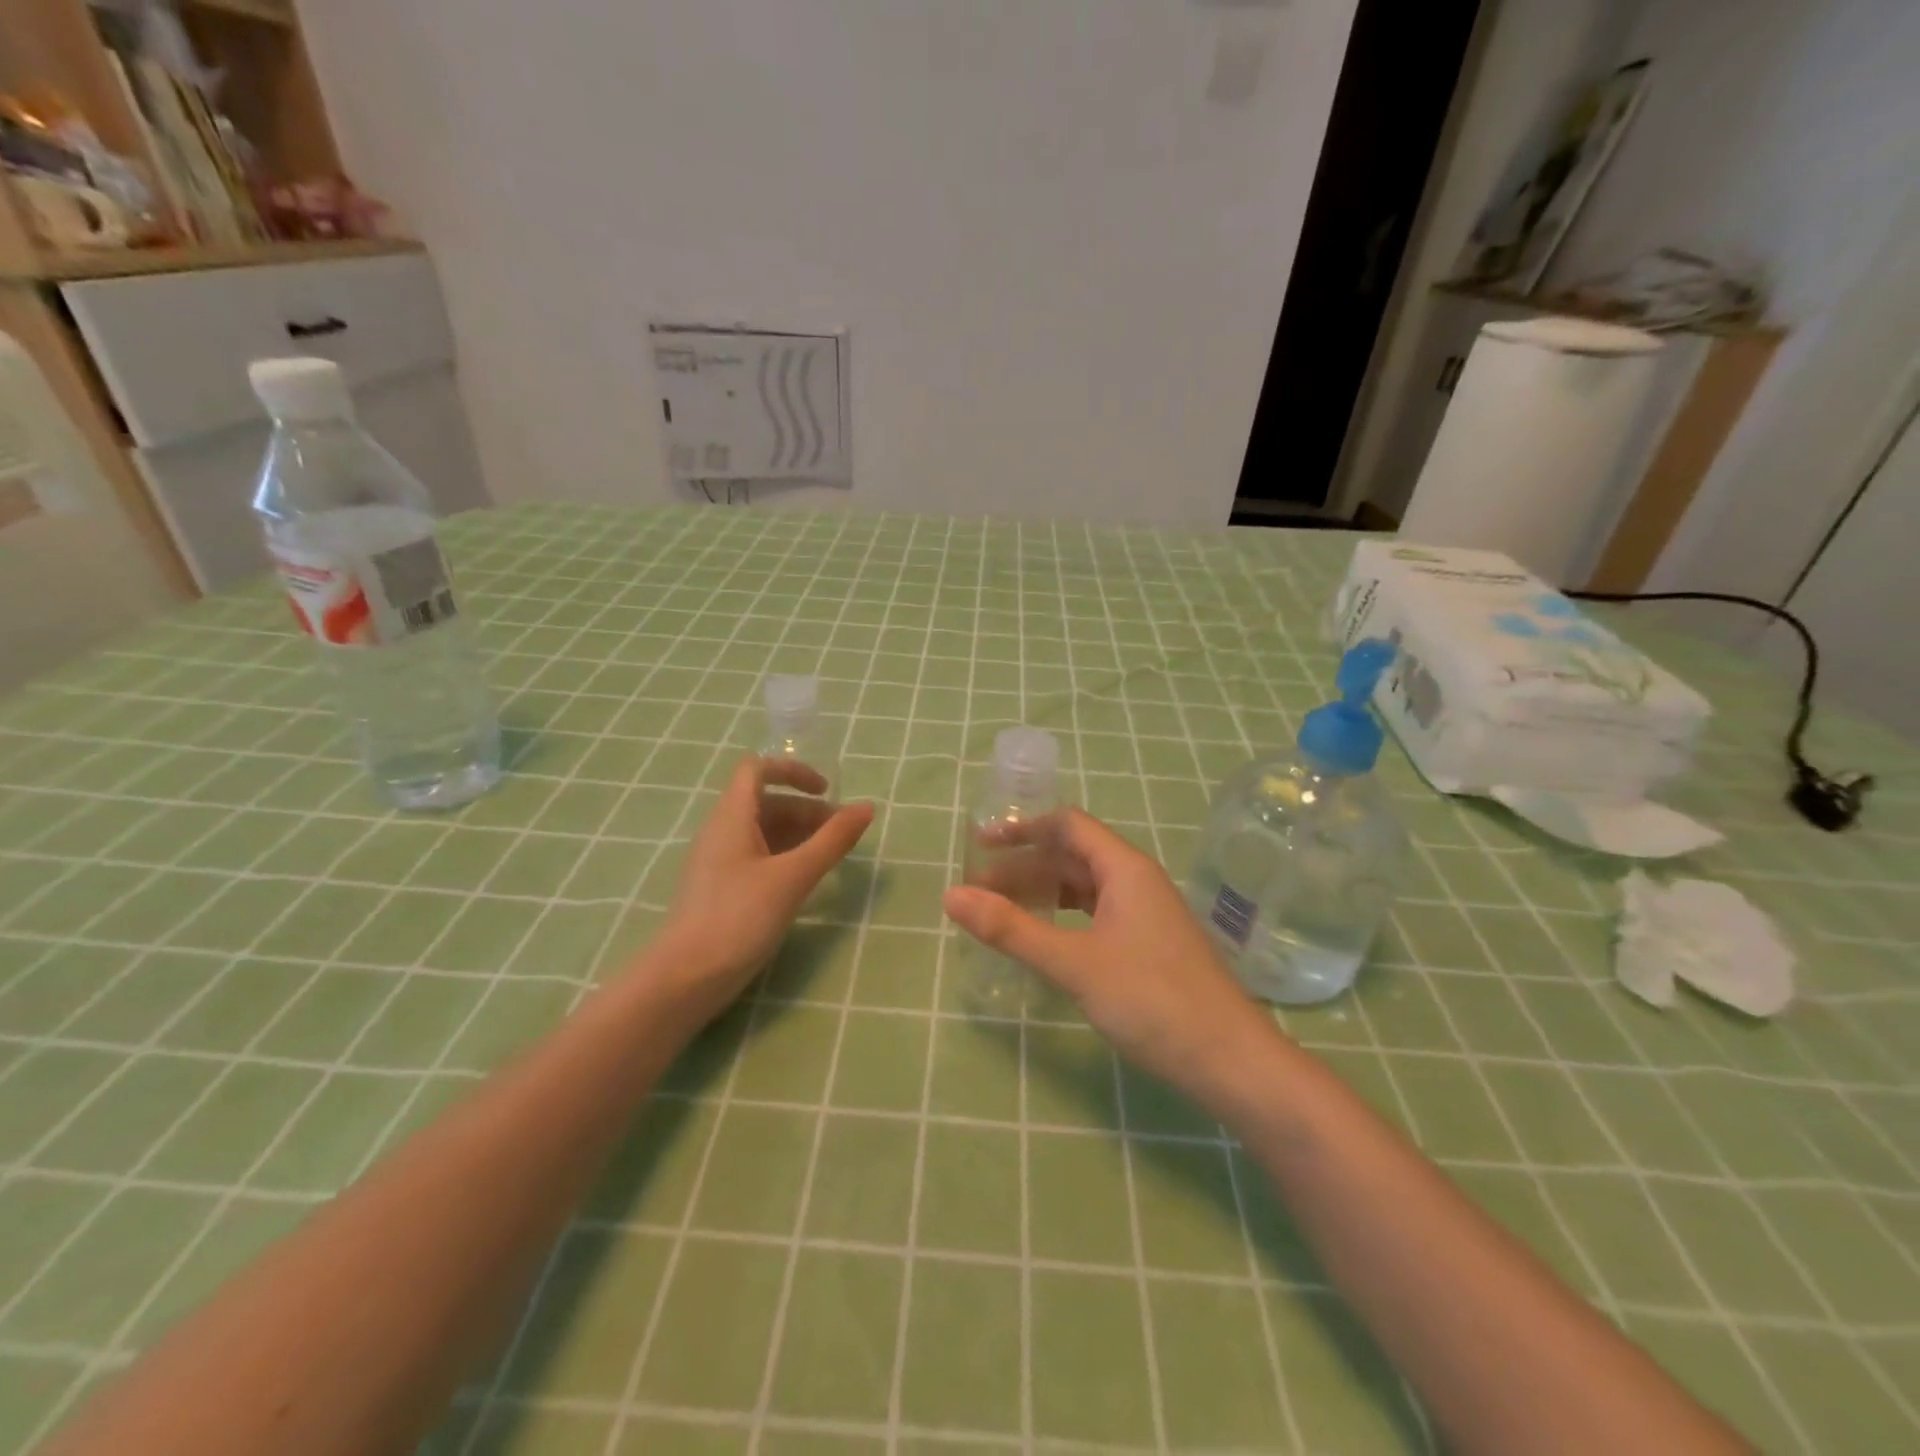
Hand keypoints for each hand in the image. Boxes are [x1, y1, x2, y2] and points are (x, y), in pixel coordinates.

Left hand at [659, 757, 873, 1016]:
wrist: (685, 979)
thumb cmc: (739, 918)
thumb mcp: (793, 877)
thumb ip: (832, 841)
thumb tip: (867, 808)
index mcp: (732, 817)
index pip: (758, 769)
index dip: (793, 771)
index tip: (826, 793)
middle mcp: (721, 831)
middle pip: (767, 803)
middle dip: (807, 811)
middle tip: (842, 836)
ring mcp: (719, 862)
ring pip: (763, 832)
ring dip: (799, 835)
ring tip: (831, 858)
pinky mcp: (721, 889)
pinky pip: (757, 857)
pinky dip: (785, 858)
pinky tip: (804, 882)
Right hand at [944, 808, 1281, 1115]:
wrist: (1229, 1061)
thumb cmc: (1152, 1001)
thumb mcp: (1074, 963)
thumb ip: (1012, 929)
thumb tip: (950, 896)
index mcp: (1125, 869)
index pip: (1068, 825)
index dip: (1023, 829)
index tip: (980, 846)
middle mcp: (1136, 881)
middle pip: (1072, 856)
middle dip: (1024, 867)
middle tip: (978, 891)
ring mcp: (1145, 914)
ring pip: (1084, 888)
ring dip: (1042, 893)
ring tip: (1001, 913)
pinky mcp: (1148, 945)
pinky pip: (1096, 914)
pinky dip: (1063, 918)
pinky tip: (1044, 939)